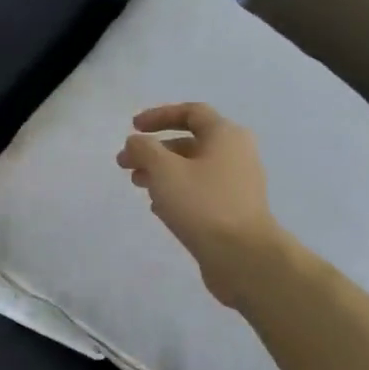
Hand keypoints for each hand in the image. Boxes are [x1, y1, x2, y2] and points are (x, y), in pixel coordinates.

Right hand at [116, 103, 284, 307]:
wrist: (243, 256)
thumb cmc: (202, 204)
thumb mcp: (164, 170)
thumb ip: (144, 149)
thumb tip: (136, 142)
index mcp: (225, 135)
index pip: (191, 112)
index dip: (159, 115)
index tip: (133, 128)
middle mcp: (236, 154)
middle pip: (189, 141)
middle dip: (153, 150)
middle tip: (125, 164)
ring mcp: (237, 183)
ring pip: (192, 168)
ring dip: (161, 171)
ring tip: (137, 185)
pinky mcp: (233, 210)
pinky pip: (200, 190)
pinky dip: (176, 191)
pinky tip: (158, 206)